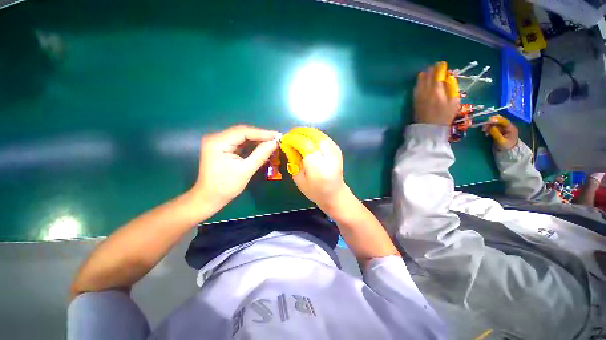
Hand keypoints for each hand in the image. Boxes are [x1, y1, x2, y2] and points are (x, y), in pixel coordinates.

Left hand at [192, 125, 279, 208]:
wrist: (209, 198)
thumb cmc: (226, 186)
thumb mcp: (246, 170)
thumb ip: (261, 155)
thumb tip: (275, 143)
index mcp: (218, 142)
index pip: (243, 131)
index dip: (262, 133)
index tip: (277, 136)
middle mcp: (216, 138)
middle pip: (242, 132)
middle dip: (260, 136)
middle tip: (276, 139)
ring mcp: (218, 142)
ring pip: (242, 136)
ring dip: (257, 140)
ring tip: (272, 142)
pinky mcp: (222, 147)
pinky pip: (239, 142)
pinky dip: (251, 144)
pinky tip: (261, 146)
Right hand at [280, 127, 348, 210]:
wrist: (335, 194)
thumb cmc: (314, 191)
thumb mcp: (299, 179)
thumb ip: (293, 160)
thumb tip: (288, 145)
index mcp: (318, 168)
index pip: (305, 145)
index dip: (293, 139)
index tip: (285, 140)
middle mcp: (329, 157)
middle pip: (313, 136)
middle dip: (299, 132)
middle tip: (289, 135)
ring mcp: (335, 152)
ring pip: (318, 134)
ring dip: (306, 132)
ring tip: (296, 135)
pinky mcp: (337, 149)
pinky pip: (323, 136)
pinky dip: (313, 134)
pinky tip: (307, 138)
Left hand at [414, 61, 459, 125]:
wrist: (429, 128)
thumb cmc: (444, 116)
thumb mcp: (454, 102)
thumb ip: (451, 88)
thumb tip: (449, 78)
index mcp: (436, 90)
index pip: (436, 75)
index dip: (439, 69)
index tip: (442, 64)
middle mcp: (425, 92)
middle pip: (426, 78)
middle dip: (431, 71)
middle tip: (434, 67)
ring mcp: (418, 97)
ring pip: (419, 83)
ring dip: (423, 76)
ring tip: (426, 72)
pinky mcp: (414, 102)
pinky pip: (415, 90)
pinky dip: (418, 84)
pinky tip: (420, 82)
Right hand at [481, 115, 518, 150]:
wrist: (507, 151)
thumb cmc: (506, 147)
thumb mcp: (501, 141)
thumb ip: (496, 134)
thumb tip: (489, 127)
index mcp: (511, 128)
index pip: (504, 121)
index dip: (496, 119)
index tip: (487, 120)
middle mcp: (507, 125)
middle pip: (498, 120)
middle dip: (490, 122)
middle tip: (483, 126)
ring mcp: (503, 127)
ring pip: (494, 122)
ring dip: (488, 125)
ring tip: (483, 130)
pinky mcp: (498, 129)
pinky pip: (492, 126)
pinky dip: (487, 127)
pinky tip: (485, 131)